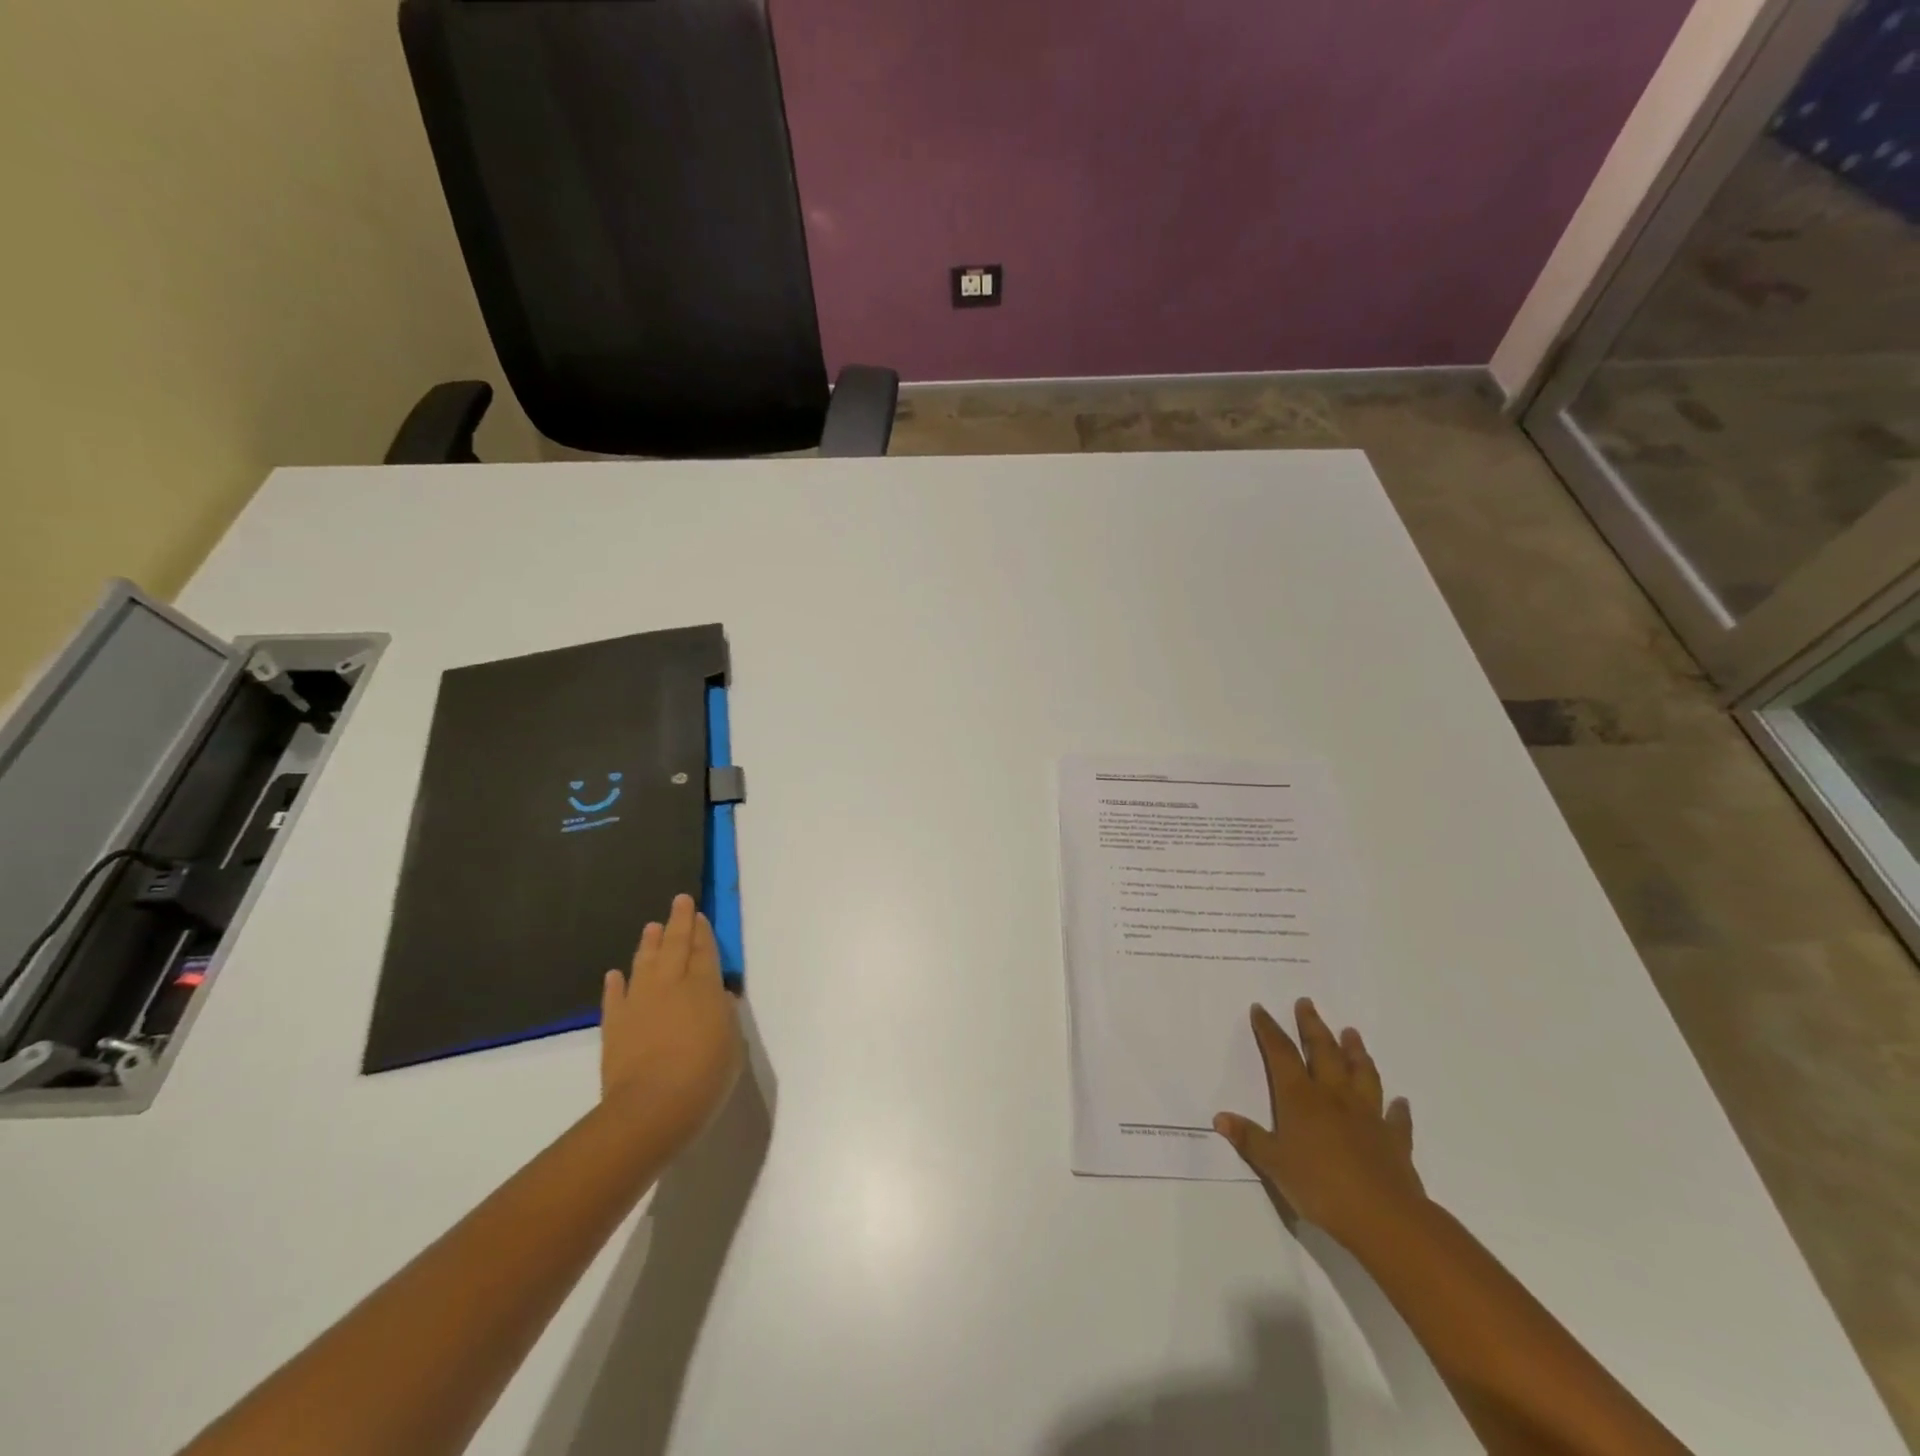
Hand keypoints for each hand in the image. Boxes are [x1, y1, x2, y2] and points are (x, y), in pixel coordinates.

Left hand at [600, 893, 742, 1154]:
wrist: (652, 1108)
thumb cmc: (705, 1076)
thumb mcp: (732, 1043)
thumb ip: (724, 1015)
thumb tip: (718, 998)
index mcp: (704, 987)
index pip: (704, 950)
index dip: (702, 931)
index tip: (699, 914)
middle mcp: (670, 985)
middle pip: (675, 946)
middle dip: (678, 922)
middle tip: (679, 901)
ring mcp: (639, 1003)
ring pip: (645, 963)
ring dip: (649, 944)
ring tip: (651, 927)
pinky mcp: (615, 1025)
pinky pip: (615, 997)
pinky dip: (615, 984)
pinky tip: (615, 974)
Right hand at [1214, 999, 1423, 1248]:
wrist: (1383, 1218)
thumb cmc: (1319, 1186)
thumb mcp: (1274, 1165)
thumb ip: (1250, 1139)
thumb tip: (1220, 1118)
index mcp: (1300, 1098)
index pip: (1281, 1054)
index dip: (1269, 1030)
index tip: (1261, 1009)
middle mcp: (1334, 1097)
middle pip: (1323, 1052)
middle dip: (1312, 1026)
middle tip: (1307, 1003)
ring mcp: (1367, 1116)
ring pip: (1362, 1074)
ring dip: (1356, 1052)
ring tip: (1352, 1033)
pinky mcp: (1394, 1141)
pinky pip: (1396, 1118)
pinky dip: (1397, 1108)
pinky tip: (1400, 1101)